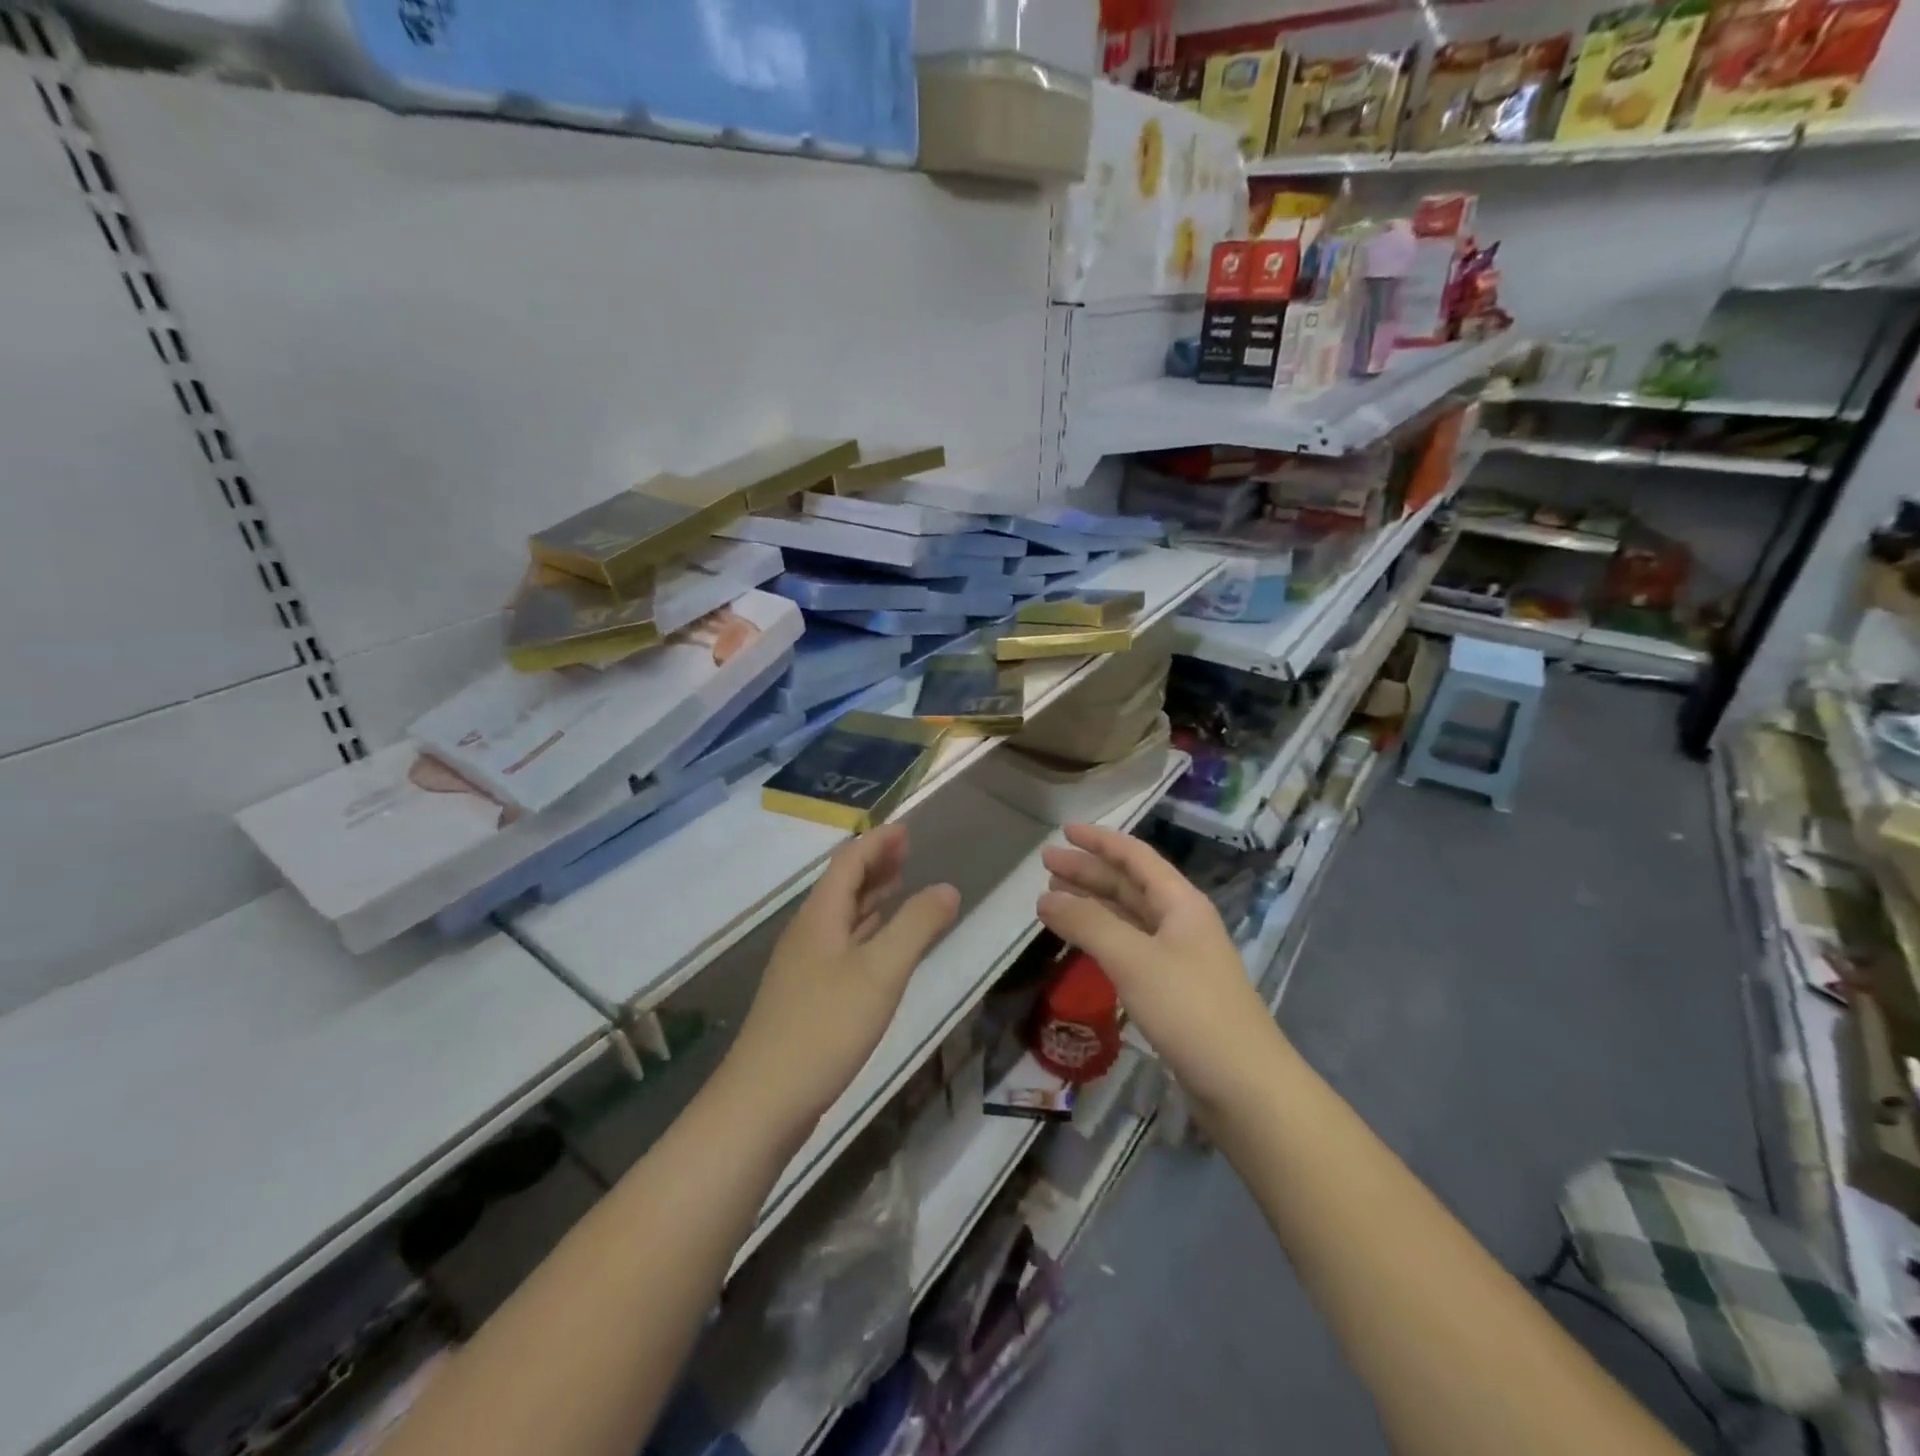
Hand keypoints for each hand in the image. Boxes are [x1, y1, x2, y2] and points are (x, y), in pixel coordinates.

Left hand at [723, 825, 959, 1134]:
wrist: (764, 1101)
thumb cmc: (825, 1027)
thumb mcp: (881, 971)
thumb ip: (917, 926)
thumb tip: (947, 888)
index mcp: (820, 917)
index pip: (848, 863)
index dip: (877, 843)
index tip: (905, 830)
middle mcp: (808, 934)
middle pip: (841, 886)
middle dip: (875, 865)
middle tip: (907, 852)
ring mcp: (803, 967)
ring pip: (840, 917)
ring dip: (870, 897)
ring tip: (899, 886)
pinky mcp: (805, 997)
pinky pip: (840, 945)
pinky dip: (864, 931)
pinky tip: (877, 945)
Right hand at [1038, 824, 1285, 1109]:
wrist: (1244, 1085)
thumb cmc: (1190, 1009)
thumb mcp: (1133, 959)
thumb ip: (1087, 923)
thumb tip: (1045, 898)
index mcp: (1180, 902)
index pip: (1135, 857)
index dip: (1099, 841)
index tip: (1064, 831)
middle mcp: (1181, 922)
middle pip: (1129, 885)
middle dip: (1089, 871)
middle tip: (1047, 865)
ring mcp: (1179, 957)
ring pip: (1128, 917)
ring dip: (1093, 904)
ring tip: (1053, 899)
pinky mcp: (1173, 990)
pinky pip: (1130, 948)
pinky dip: (1102, 938)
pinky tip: (1082, 943)